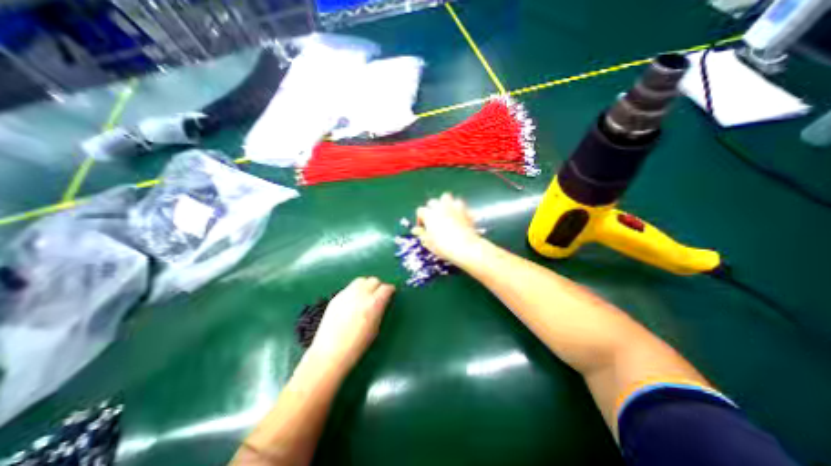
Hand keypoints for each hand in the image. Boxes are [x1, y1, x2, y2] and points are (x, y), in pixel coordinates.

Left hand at [307, 276, 393, 370]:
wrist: (330, 353)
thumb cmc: (357, 346)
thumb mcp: (375, 328)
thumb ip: (380, 310)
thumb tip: (383, 301)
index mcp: (373, 303)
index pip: (386, 288)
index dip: (390, 290)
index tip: (390, 294)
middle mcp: (361, 294)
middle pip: (374, 280)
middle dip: (378, 286)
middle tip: (379, 294)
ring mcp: (347, 294)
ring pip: (361, 280)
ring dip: (366, 285)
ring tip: (366, 295)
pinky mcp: (336, 297)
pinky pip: (350, 287)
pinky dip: (355, 290)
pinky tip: (354, 301)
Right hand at [407, 193, 481, 264]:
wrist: (464, 247)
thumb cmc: (443, 246)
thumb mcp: (429, 242)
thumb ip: (421, 234)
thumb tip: (415, 230)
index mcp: (429, 214)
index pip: (420, 211)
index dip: (420, 218)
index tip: (422, 227)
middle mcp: (440, 207)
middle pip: (432, 202)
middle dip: (431, 208)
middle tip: (433, 219)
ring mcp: (453, 207)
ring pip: (446, 197)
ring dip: (444, 203)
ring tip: (446, 212)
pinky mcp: (465, 210)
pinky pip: (460, 205)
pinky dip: (458, 208)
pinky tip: (459, 216)